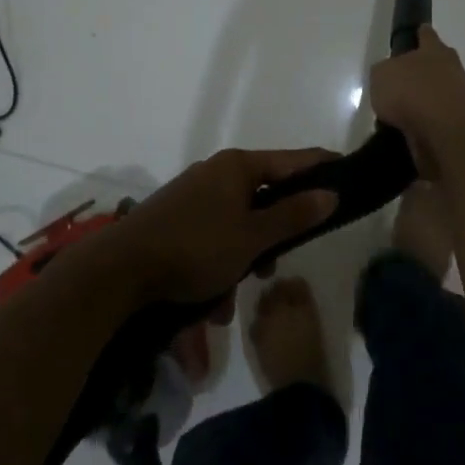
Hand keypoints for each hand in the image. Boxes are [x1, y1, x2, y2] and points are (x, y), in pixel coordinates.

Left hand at [107, 148, 338, 306]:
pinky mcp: (174, 222)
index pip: (291, 160)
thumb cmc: (195, 248)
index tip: (346, 171)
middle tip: (274, 265)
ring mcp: (191, 197)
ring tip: (230, 301)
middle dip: (271, 236)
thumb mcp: (252, 237)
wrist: (118, 272)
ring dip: (240, 262)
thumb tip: (330, 193)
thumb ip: (294, 215)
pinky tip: (208, 304)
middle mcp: (214, 174)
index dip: (320, 166)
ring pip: (235, 226)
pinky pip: (210, 240)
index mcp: (236, 167)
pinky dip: (215, 268)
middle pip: (261, 197)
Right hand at [370, 26, 464, 169]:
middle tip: (406, 82)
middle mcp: (453, 69)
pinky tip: (414, 134)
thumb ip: (385, 72)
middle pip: (440, 65)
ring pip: (443, 95)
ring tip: (404, 116)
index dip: (421, 34)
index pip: (427, 35)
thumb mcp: (381, 75)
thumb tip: (390, 77)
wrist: (446, 131)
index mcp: (435, 50)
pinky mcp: (463, 126)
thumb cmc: (411, 92)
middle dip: (426, 71)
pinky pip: (442, 122)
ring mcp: (463, 98)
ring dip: (429, 102)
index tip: (418, 32)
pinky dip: (431, 126)